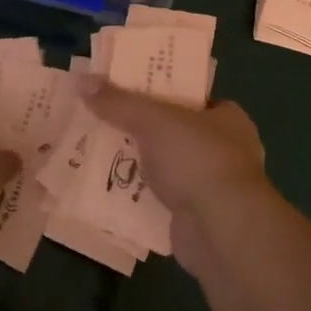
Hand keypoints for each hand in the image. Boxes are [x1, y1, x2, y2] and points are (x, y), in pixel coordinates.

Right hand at [80, 82, 272, 263]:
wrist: (220, 230)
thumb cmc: (197, 160)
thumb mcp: (153, 120)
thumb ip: (119, 102)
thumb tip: (83, 80)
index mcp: (228, 118)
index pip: (191, 96)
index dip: (160, 90)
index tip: (127, 89)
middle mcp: (225, 150)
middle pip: (174, 131)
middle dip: (142, 129)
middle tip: (105, 119)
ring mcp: (212, 186)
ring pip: (166, 166)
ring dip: (138, 163)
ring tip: (99, 151)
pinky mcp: (196, 216)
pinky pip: (160, 198)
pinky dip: (139, 194)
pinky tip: (110, 188)